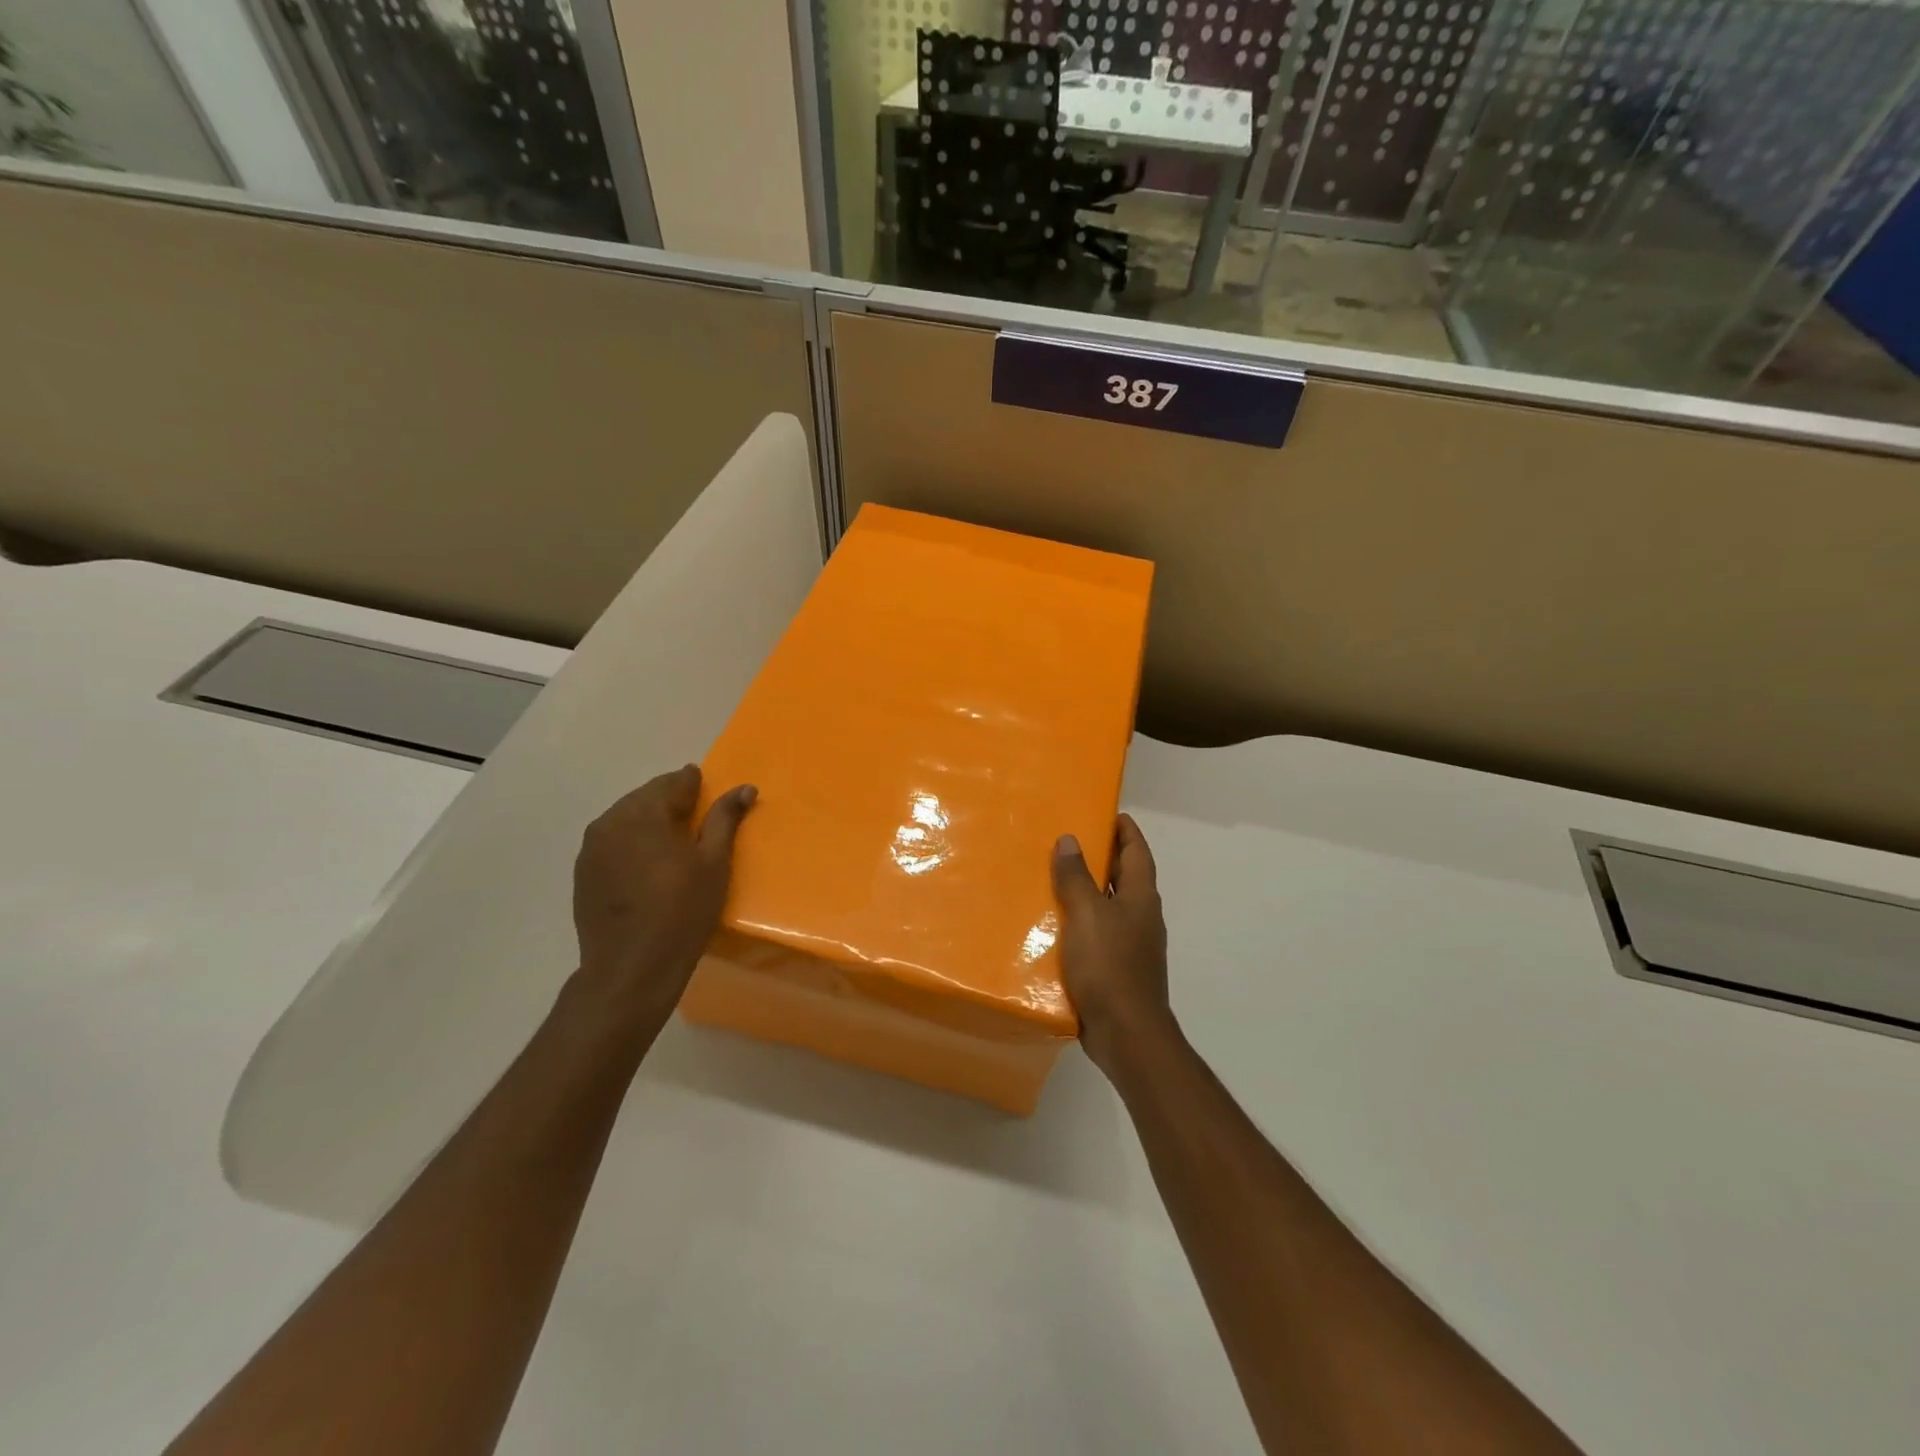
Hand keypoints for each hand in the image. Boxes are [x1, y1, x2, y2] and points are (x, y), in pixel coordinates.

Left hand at [571, 765, 756, 1032]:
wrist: (631, 968)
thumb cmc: (682, 912)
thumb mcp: (714, 863)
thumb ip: (725, 819)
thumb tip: (745, 788)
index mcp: (645, 813)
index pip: (675, 782)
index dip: (696, 785)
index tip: (710, 796)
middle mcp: (611, 820)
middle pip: (648, 796)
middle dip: (672, 802)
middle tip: (696, 825)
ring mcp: (591, 847)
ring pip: (627, 817)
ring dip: (650, 822)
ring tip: (672, 847)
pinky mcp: (583, 870)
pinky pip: (612, 841)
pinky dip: (632, 842)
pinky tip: (647, 867)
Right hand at [1051, 814, 1174, 1079]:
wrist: (1126, 1034)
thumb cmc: (1109, 966)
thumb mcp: (1086, 914)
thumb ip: (1076, 877)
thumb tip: (1070, 839)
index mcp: (1140, 897)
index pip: (1137, 851)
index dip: (1124, 829)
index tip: (1105, 812)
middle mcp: (1141, 916)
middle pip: (1124, 876)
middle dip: (1101, 856)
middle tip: (1067, 841)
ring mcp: (1132, 945)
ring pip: (1109, 906)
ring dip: (1088, 890)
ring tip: (1053, 878)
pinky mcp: (1117, 969)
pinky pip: (1098, 934)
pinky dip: (1080, 922)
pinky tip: (1055, 926)